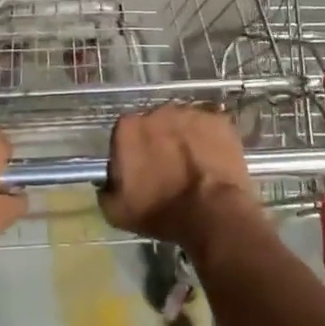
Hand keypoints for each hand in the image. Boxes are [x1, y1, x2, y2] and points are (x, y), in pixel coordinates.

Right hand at [101, 105, 263, 252]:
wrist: (212, 213)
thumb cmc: (160, 212)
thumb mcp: (117, 212)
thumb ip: (106, 190)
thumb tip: (108, 184)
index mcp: (128, 128)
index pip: (124, 134)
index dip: (131, 153)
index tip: (138, 172)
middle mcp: (157, 111)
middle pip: (154, 125)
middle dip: (159, 143)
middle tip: (167, 170)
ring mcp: (191, 113)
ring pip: (182, 124)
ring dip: (184, 140)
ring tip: (193, 167)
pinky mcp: (218, 121)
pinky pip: (209, 128)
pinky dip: (210, 141)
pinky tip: (212, 163)